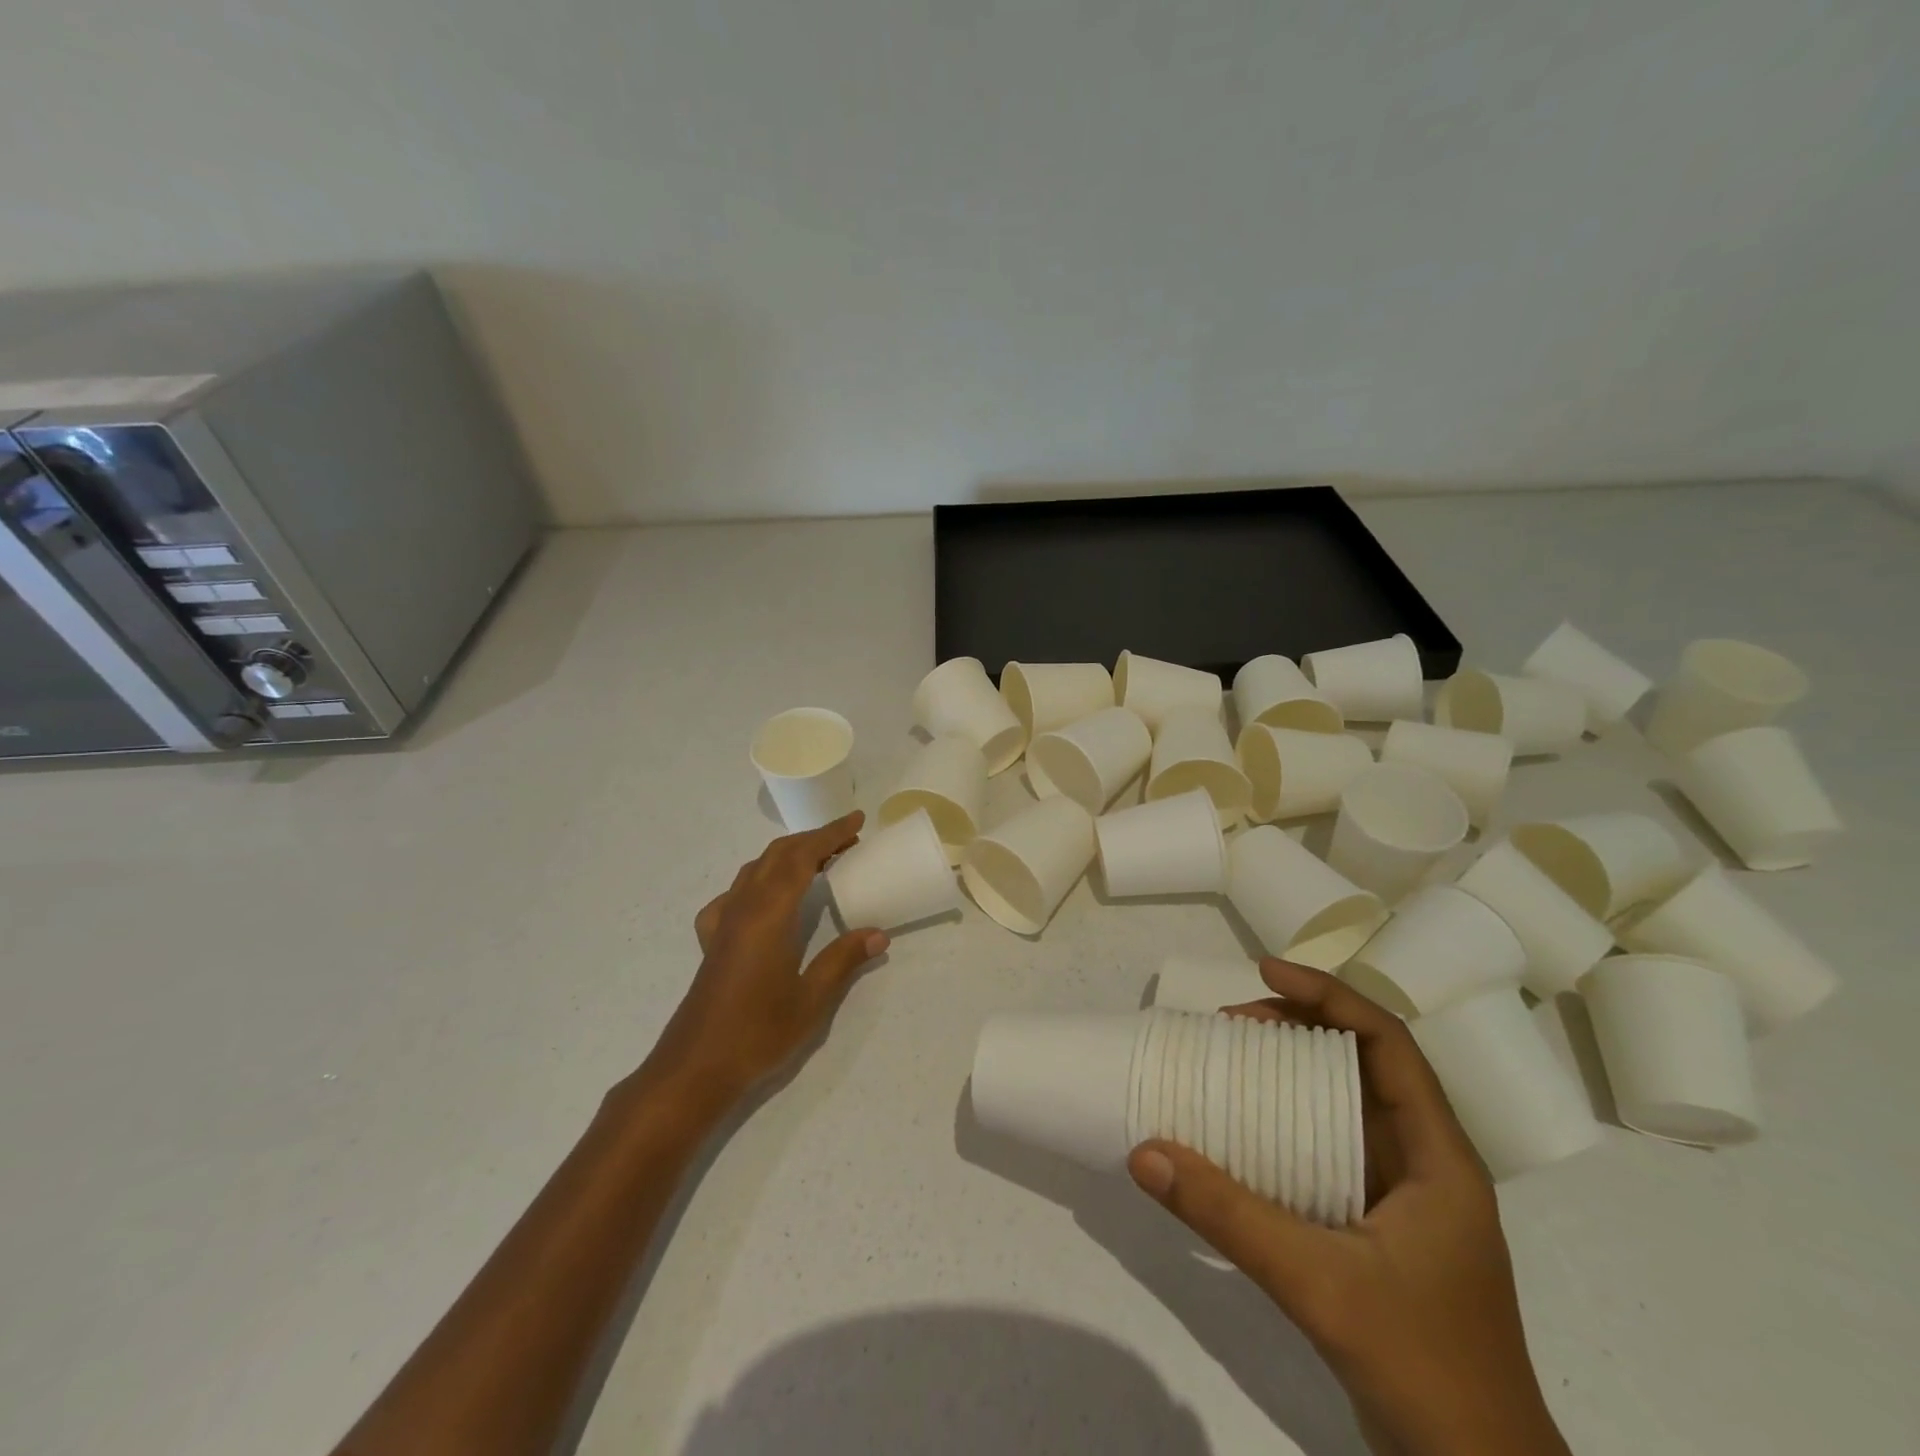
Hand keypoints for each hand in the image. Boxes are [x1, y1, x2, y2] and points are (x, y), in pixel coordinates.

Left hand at [643, 813, 888, 1111]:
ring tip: (818, 862)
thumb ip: (843, 960)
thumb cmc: (757, 1033)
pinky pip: (734, 894)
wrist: (695, 1068)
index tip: (856, 821)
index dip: (830, 835)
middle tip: (847, 840)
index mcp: (769, 915)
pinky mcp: (712, 940)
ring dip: (787, 856)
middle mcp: (743, 908)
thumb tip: (878, 934)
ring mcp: (723, 922)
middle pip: (777, 855)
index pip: (802, 858)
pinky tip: (765, 901)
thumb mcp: (811, 1000)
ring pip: (755, 869)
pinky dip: (758, 881)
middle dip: (812, 840)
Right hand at [1126, 959, 1569, 1455]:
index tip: (1264, 971)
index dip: (1328, 995)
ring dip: (1292, 1073)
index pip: (1388, 1044)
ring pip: (1347, 1104)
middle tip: (1232, 1023)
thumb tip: (1145, 1151)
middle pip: (1364, 1064)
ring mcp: (1405, 1199)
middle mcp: (1426, 1163)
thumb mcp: (1317, 1283)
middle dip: (1299, 1027)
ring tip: (1233, 1060)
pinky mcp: (1381, 1229)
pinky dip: (1290, 1122)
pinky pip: (1331, 1147)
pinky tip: (1247, 1133)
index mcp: (1437, 1156)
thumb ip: (1228, 1215)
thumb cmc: (1422, 1367)